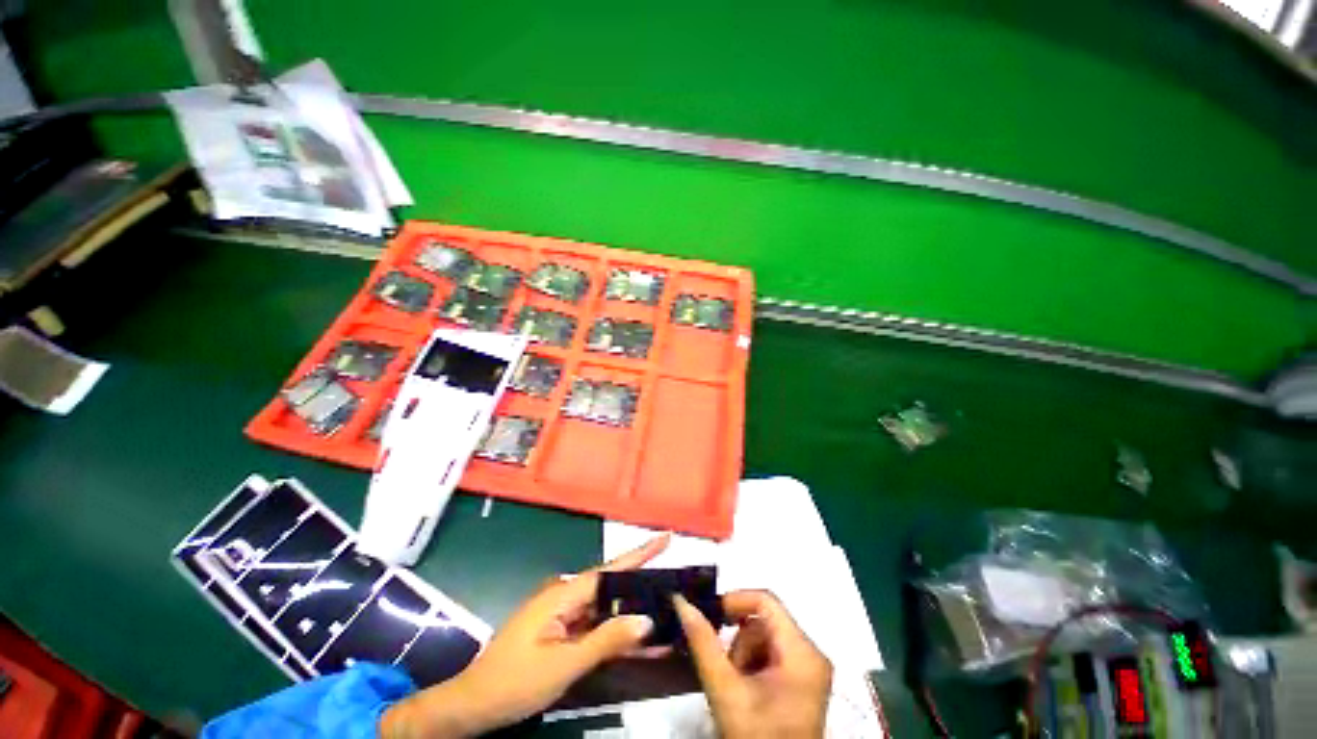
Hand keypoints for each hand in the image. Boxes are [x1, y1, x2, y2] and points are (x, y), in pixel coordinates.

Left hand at [380, 534, 669, 737]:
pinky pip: (595, 626)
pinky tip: (636, 637)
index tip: (665, 537)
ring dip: (631, 611)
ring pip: (605, 608)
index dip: (640, 553)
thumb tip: (646, 619)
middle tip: (674, 581)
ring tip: (663, 609)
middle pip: (611, 586)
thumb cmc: (514, 682)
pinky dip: (615, 631)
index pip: (610, 569)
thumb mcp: (563, 665)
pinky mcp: (560, 631)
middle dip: (642, 582)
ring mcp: (562, 615)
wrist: (472, 706)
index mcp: (563, 594)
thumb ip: (606, 640)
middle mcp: (565, 596)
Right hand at [674, 590, 832, 738]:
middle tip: (725, 670)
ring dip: (743, 654)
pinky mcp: (803, 680)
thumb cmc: (756, 738)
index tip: (710, 617)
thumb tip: (681, 602)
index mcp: (801, 652)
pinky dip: (753, 664)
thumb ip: (703, 643)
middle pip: (765, 620)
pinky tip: (747, 690)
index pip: (765, 600)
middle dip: (739, 640)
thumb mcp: (725, 691)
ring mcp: (809, 668)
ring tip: (736, 686)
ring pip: (765, 636)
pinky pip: (772, 653)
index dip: (734, 601)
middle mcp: (811, 653)